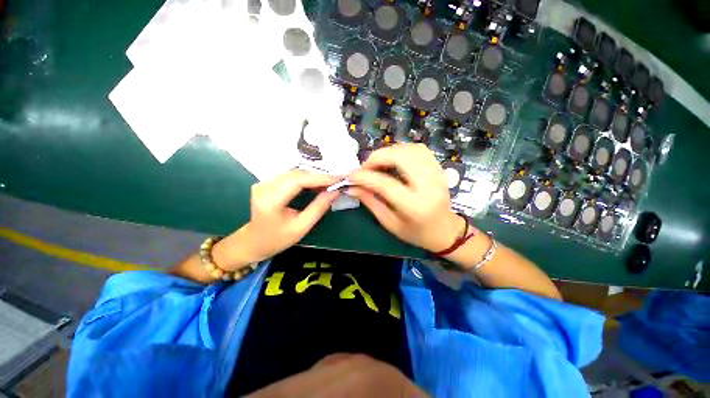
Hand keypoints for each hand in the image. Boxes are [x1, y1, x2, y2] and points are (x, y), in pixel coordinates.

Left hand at [213, 170, 339, 270]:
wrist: (254, 242)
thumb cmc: (278, 239)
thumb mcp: (301, 227)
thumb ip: (319, 208)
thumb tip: (334, 191)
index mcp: (270, 201)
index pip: (298, 181)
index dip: (320, 178)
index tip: (338, 179)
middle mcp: (264, 187)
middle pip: (296, 174)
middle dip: (318, 176)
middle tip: (336, 181)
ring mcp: (263, 182)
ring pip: (294, 173)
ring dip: (313, 177)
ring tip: (328, 183)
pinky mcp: (266, 182)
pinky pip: (290, 175)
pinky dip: (305, 178)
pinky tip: (315, 183)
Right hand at [346, 143, 464, 252]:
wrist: (445, 231)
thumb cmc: (416, 233)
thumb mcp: (389, 223)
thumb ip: (370, 202)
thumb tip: (351, 187)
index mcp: (415, 206)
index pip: (385, 184)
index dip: (364, 177)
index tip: (350, 176)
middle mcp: (428, 186)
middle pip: (401, 158)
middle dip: (377, 157)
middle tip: (365, 167)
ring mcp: (437, 175)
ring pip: (411, 149)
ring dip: (389, 151)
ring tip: (377, 163)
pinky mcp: (439, 169)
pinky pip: (420, 150)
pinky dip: (402, 150)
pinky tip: (393, 159)